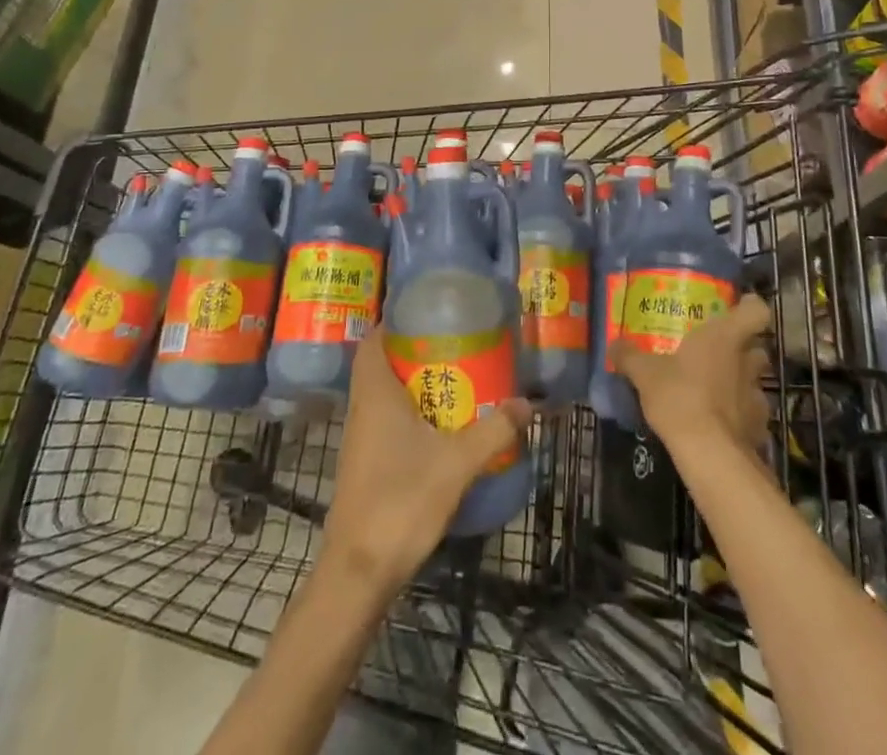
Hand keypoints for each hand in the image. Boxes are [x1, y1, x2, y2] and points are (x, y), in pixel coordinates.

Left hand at [322, 328, 533, 592]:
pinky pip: (386, 423)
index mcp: (375, 393)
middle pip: (382, 364)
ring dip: (414, 385)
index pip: (373, 339)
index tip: (429, 312)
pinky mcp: (365, 466)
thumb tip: (527, 404)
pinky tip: (440, 428)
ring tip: (456, 379)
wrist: (359, 573)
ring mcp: (360, 440)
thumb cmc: (401, 502)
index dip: (394, 321)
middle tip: (455, 344)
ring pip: (384, 396)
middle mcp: (362, 409)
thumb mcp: (457, 463)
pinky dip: (410, 415)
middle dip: (415, 352)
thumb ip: (493, 431)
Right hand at [613, 294, 771, 459]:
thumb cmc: (680, 397)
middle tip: (717, 352)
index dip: (749, 307)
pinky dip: (740, 415)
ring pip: (755, 381)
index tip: (735, 309)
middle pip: (757, 347)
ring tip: (716, 390)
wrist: (710, 455)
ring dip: (740, 382)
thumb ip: (630, 356)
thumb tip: (613, 344)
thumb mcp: (645, 374)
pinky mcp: (759, 428)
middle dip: (742, 349)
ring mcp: (757, 396)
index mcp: (725, 337)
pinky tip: (720, 423)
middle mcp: (746, 362)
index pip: (756, 310)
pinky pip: (752, 414)